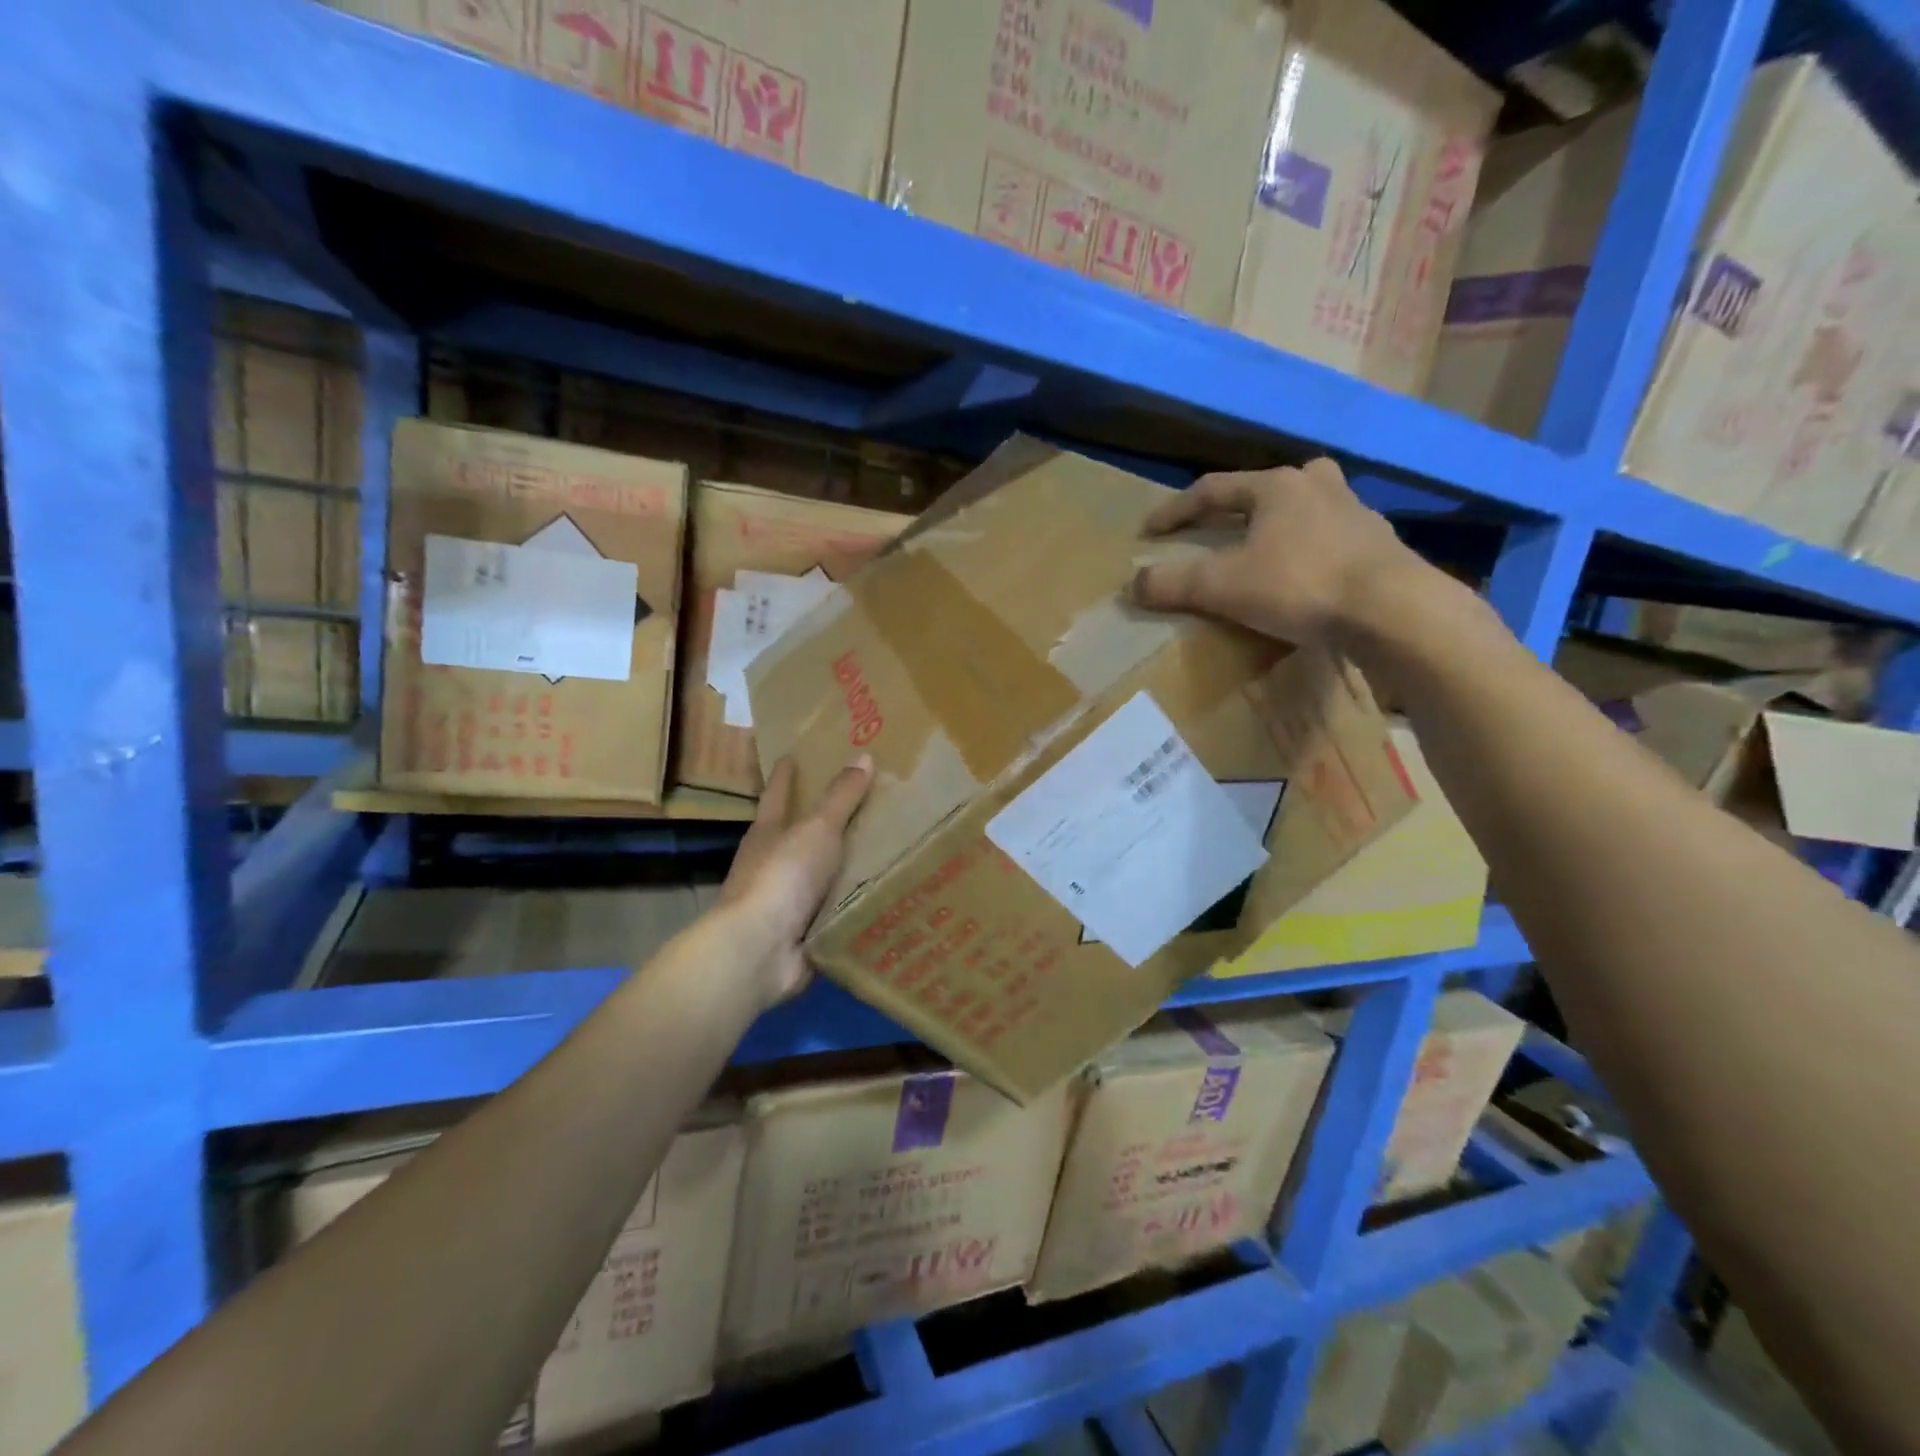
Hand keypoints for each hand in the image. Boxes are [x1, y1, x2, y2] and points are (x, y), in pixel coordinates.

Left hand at [718, 754, 873, 1007]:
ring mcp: (785, 902)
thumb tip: (862, 756)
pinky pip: (834, 912)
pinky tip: (881, 900)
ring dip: (842, 869)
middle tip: (859, 805)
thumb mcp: (817, 829)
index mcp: (768, 834)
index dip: (785, 776)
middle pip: (796, 837)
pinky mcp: (802, 933)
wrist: (761, 950)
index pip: (777, 795)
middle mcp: (771, 865)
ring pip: (818, 876)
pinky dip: (852, 905)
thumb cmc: (784, 876)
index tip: (790, 756)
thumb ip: (841, 797)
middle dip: (820, 824)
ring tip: (883, 854)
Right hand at [1131, 459, 1422, 647]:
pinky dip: (1310, 549)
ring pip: (1307, 506)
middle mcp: (1317, 487)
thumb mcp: (1224, 586)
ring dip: (1281, 522)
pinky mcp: (1379, 545)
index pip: (1212, 489)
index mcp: (1276, 486)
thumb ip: (1174, 583)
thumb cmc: (1301, 585)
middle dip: (1240, 503)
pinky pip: (1332, 537)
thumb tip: (1132, 584)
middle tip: (1222, 525)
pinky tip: (1308, 575)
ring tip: (1267, 547)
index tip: (1149, 532)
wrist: (1393, 610)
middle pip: (1268, 486)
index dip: (1175, 510)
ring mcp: (1355, 513)